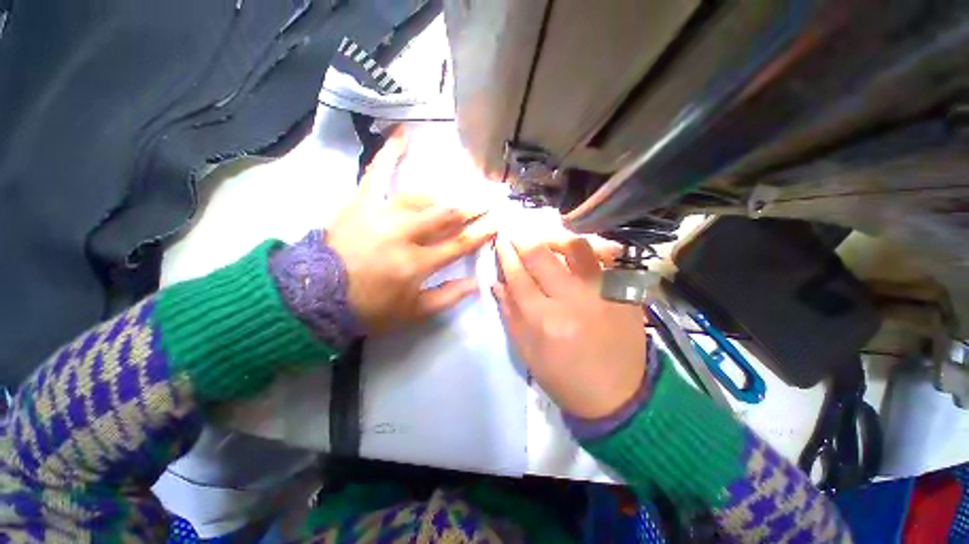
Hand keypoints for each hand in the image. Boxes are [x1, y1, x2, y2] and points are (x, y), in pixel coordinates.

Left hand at [328, 129, 497, 333]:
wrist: (314, 297)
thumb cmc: (369, 308)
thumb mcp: (412, 313)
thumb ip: (446, 297)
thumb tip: (476, 283)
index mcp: (416, 264)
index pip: (459, 244)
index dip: (481, 232)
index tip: (498, 220)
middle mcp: (402, 235)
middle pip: (445, 215)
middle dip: (472, 207)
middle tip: (488, 200)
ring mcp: (380, 215)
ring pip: (421, 196)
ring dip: (446, 193)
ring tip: (462, 189)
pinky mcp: (360, 204)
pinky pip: (376, 173)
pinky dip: (390, 153)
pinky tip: (404, 133)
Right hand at [493, 233, 646, 418]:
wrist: (617, 395)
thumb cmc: (564, 378)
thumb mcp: (528, 352)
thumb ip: (511, 314)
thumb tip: (497, 283)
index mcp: (545, 321)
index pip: (519, 277)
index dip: (507, 255)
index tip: (501, 240)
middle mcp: (574, 301)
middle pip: (543, 257)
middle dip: (524, 239)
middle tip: (516, 231)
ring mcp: (604, 294)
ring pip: (577, 248)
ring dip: (555, 238)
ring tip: (546, 238)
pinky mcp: (625, 293)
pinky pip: (605, 259)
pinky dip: (587, 250)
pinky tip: (576, 250)